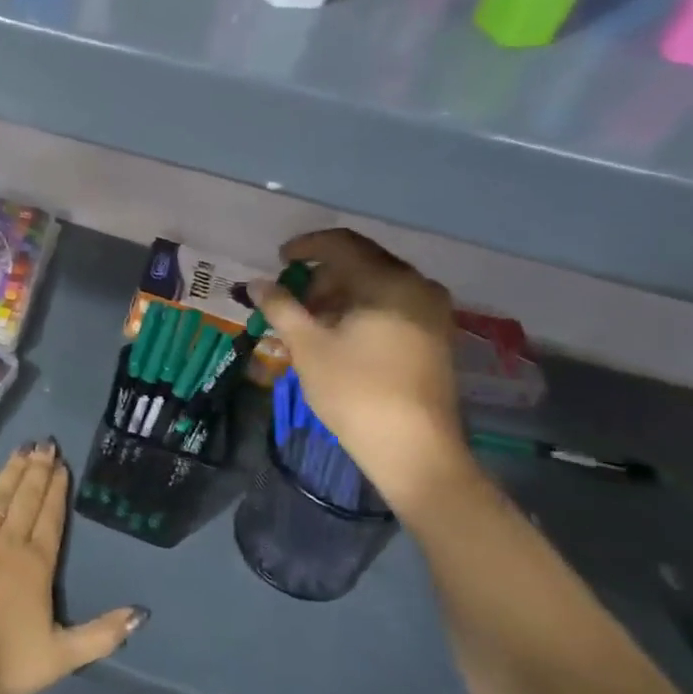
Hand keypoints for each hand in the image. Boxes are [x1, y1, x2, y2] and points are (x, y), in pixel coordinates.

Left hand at [0, 441, 145, 693]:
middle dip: (38, 470)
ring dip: (13, 470)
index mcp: (37, 564)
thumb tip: (140, 614)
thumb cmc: (3, 661)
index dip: (57, 490)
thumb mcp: (61, 656)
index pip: (51, 517)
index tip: (62, 465)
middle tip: (46, 444)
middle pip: (27, 498)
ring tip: (23, 448)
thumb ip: (101, 635)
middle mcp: (9, 541)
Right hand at [249, 229, 471, 511]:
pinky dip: (362, 308)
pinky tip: (340, 334)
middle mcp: (417, 286)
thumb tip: (256, 283)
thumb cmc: (355, 391)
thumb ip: (281, 307)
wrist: (414, 449)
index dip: (305, 246)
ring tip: (310, 320)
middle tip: (291, 298)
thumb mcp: (307, 346)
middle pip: (361, 261)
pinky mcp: (436, 335)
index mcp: (388, 281)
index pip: (341, 244)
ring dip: (340, 293)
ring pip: (377, 284)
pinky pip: (393, 304)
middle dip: (321, 275)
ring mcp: (432, 311)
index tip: (278, 260)